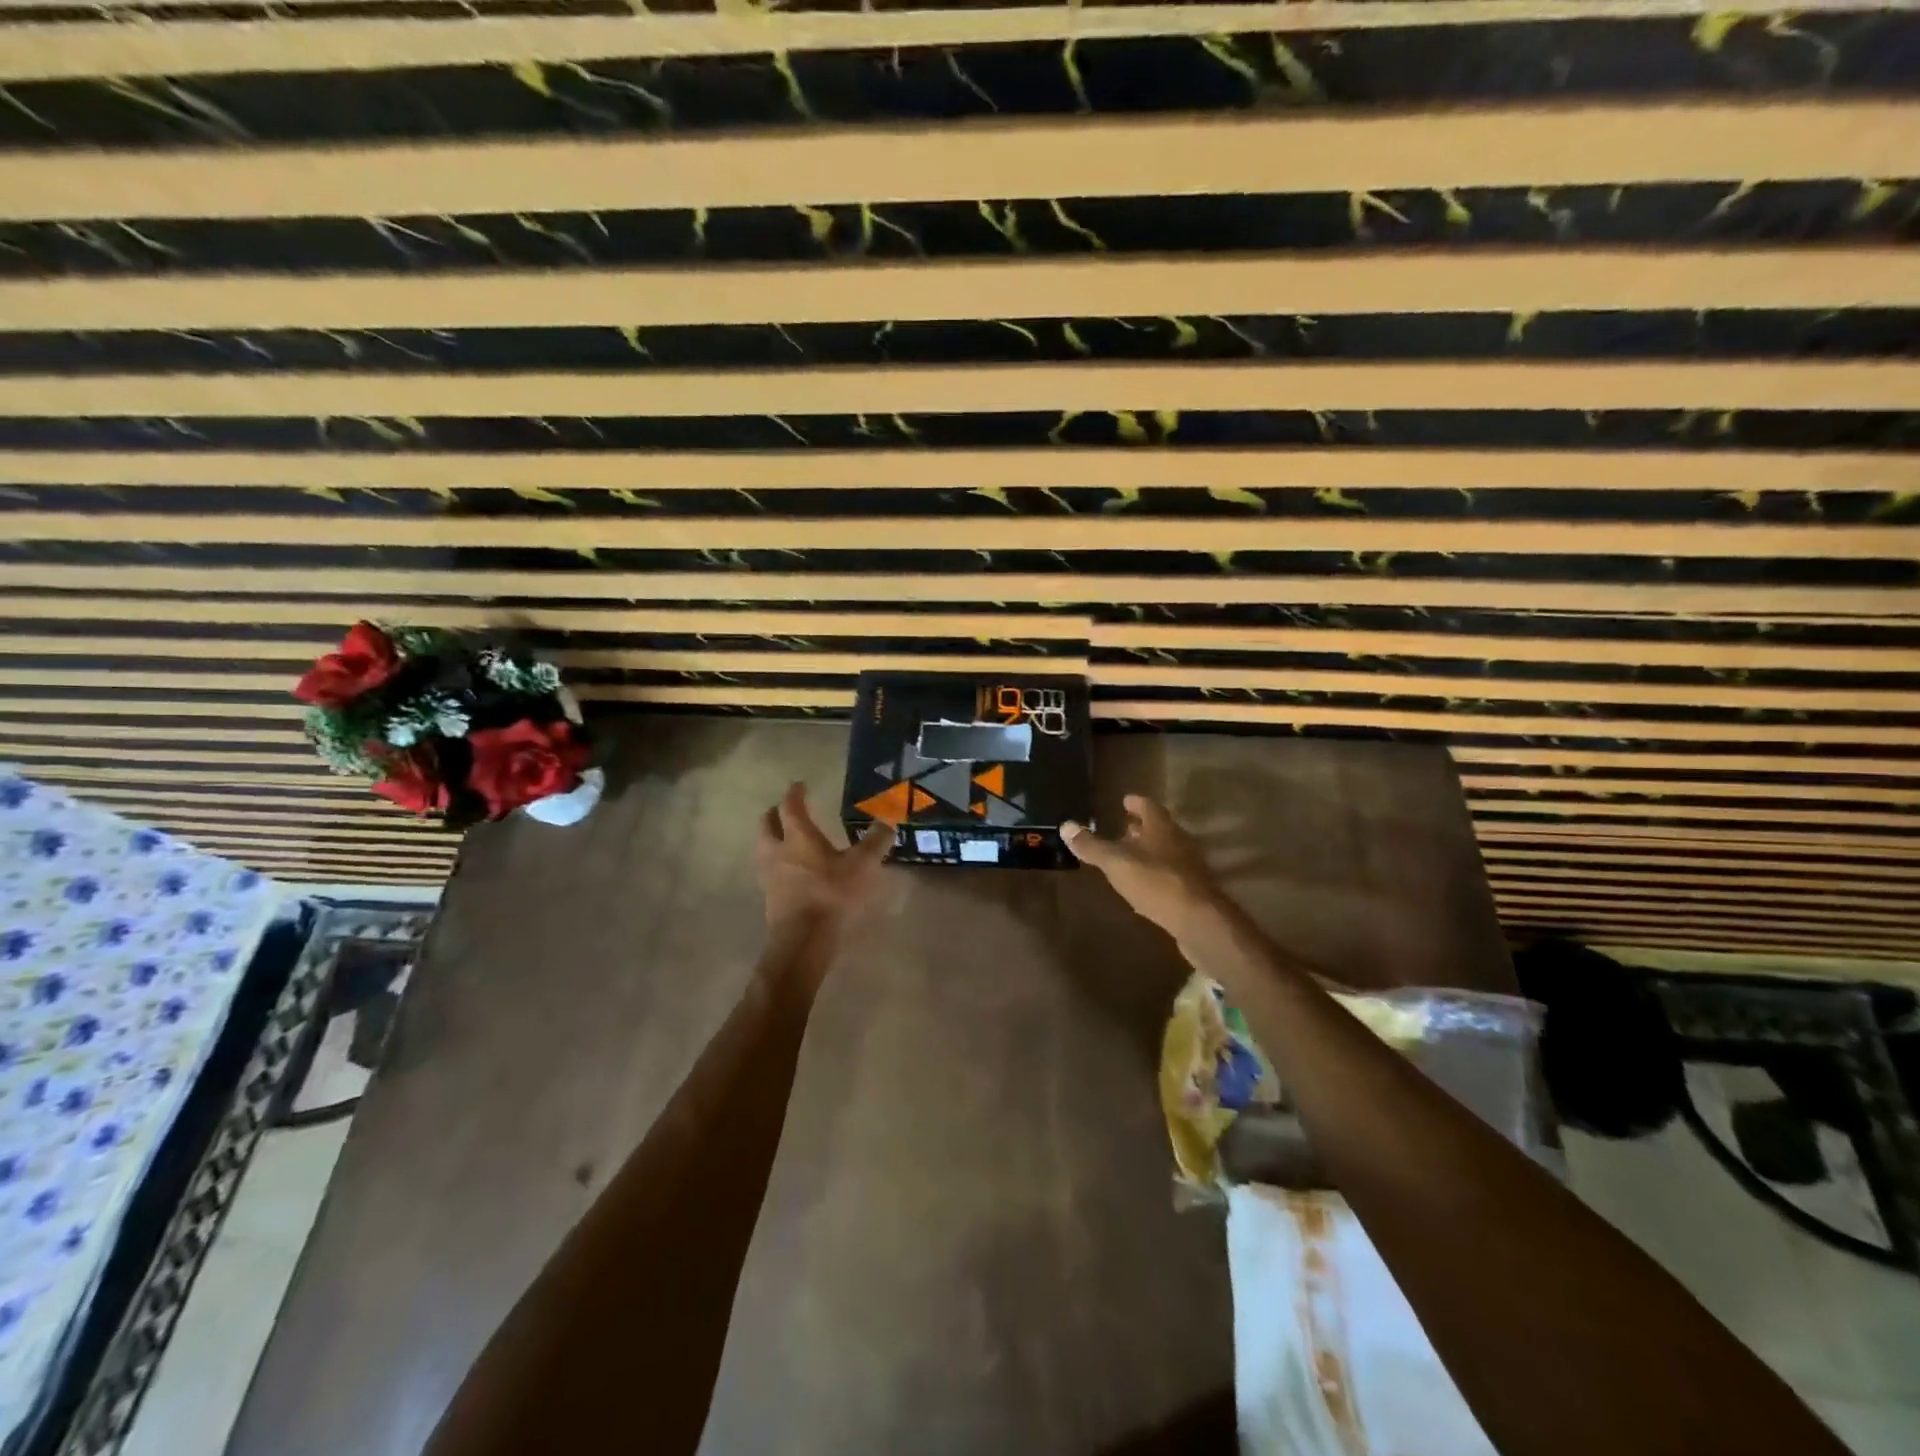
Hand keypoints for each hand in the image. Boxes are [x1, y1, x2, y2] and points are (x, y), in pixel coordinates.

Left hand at [755, 782, 890, 938]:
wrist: (804, 940)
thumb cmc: (832, 894)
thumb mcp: (863, 865)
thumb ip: (875, 841)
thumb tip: (888, 822)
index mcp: (799, 837)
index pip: (791, 807)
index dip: (795, 793)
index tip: (800, 785)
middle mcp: (778, 851)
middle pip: (767, 825)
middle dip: (775, 814)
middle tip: (786, 810)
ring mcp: (770, 876)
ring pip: (764, 848)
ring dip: (772, 840)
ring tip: (786, 841)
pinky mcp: (770, 898)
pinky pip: (769, 872)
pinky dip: (777, 864)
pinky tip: (791, 872)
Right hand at [1061, 795, 1220, 939]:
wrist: (1198, 921)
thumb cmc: (1155, 882)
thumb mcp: (1116, 863)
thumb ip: (1092, 846)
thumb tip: (1066, 825)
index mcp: (1161, 827)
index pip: (1148, 806)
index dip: (1135, 802)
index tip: (1124, 800)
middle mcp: (1178, 841)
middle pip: (1159, 828)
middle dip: (1141, 827)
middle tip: (1123, 826)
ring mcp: (1188, 865)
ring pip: (1165, 850)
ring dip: (1148, 849)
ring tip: (1129, 854)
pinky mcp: (1192, 889)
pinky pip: (1170, 872)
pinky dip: (1155, 871)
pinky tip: (1144, 883)